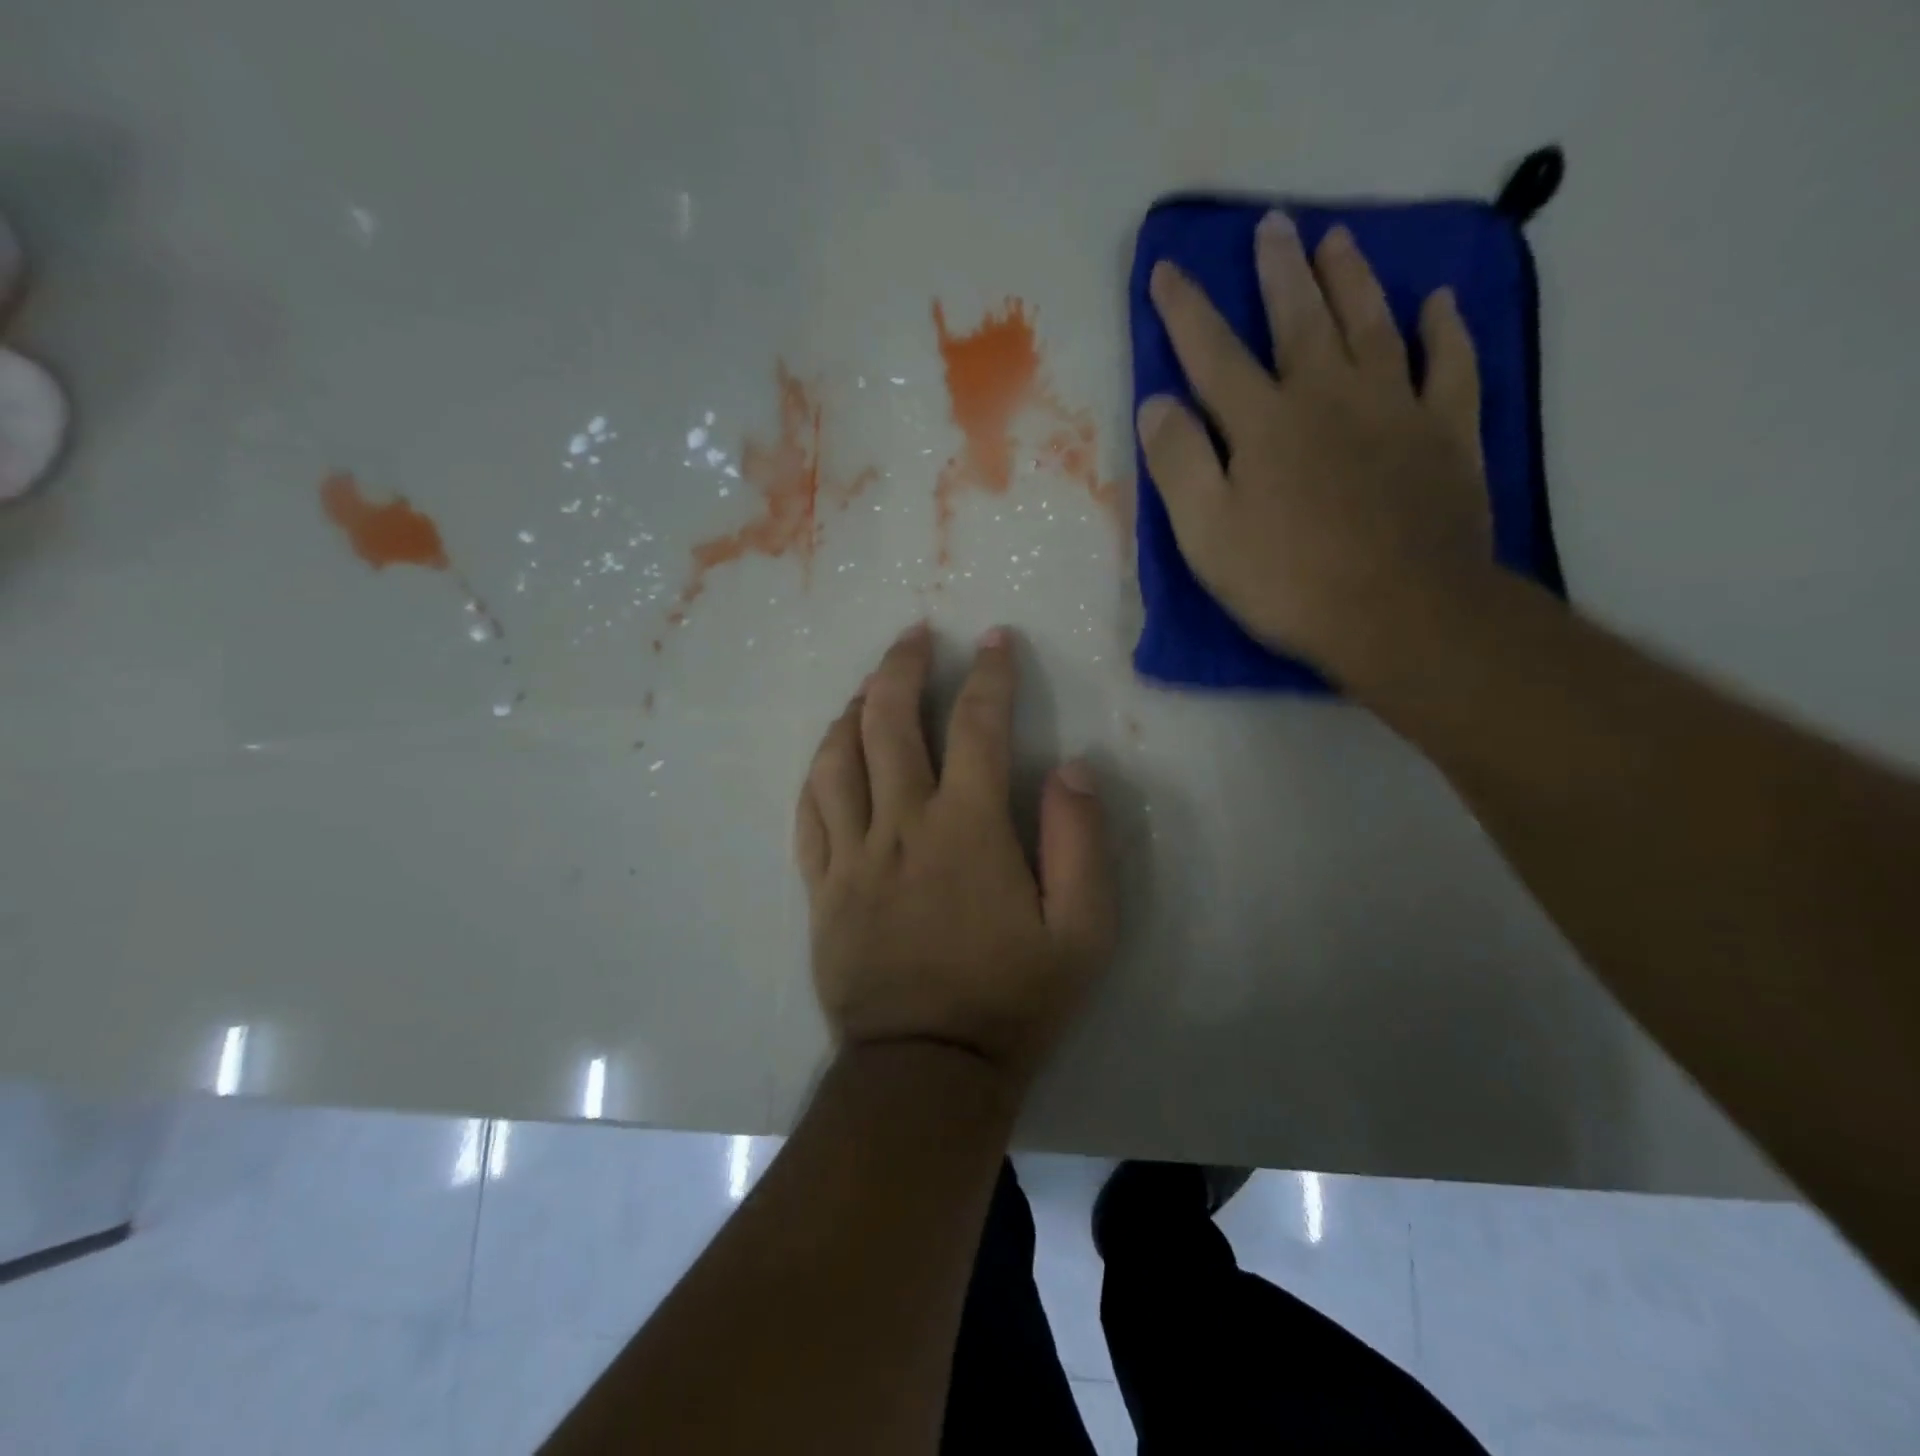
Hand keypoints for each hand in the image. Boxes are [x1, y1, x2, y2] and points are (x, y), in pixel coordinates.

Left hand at [794, 623, 1116, 1091]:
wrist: (927, 1070)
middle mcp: (901, 826)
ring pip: (837, 758)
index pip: (976, 726)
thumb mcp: (1082, 932)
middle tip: (915, 636)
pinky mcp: (821, 887)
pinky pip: (808, 812)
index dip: (989, 675)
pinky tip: (831, 754)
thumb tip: (1071, 769)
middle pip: (888, 722)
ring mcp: (851, 855)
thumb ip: (1080, 843)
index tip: (996, 641)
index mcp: (966, 829)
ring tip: (870, 686)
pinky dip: (819, 771)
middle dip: (903, 667)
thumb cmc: (1012, 1000)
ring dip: (854, 709)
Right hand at [1139, 212, 1493, 679]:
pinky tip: (1438, 303)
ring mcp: (1395, 408)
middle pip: (1299, 320)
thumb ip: (1178, 464)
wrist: (1401, 613)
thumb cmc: (1288, 582)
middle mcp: (1328, 396)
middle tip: (1273, 226)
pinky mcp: (1446, 433)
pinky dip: (1445, 330)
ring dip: (1352, 279)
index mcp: (1263, 424)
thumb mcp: (1207, 535)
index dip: (1186, 311)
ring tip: (1338, 239)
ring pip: (1373, 325)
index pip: (1214, 354)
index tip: (1166, 268)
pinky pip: (1450, 365)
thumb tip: (1157, 403)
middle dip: (1279, 272)